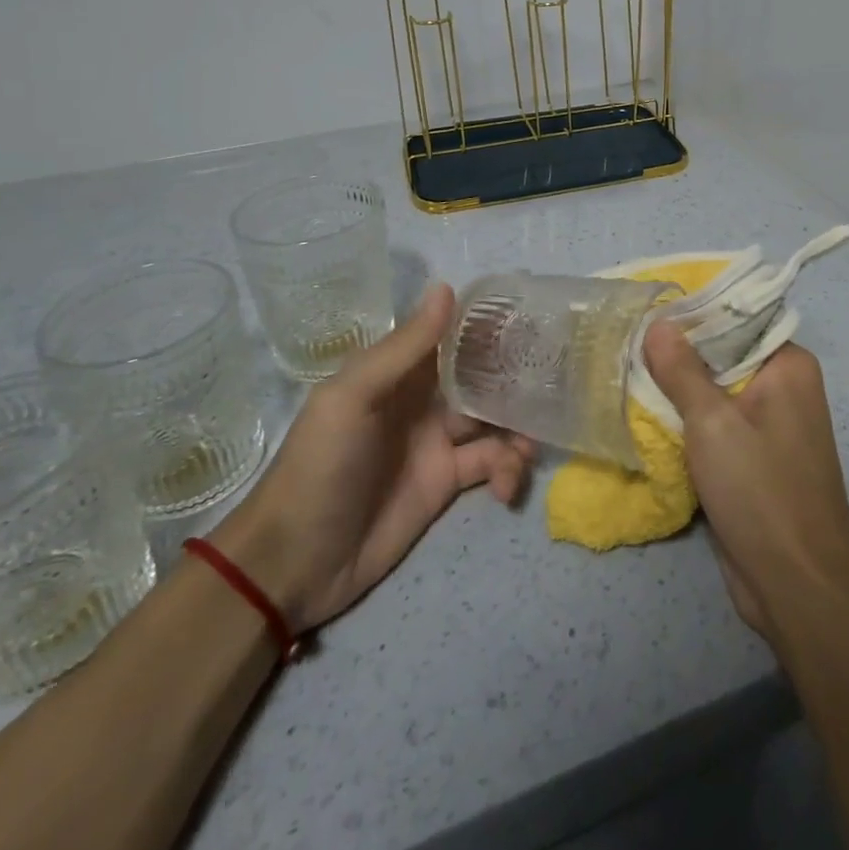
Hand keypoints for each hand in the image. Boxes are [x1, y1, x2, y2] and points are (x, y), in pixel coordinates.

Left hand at [211, 284, 533, 631]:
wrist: (294, 562)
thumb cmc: (320, 465)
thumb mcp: (353, 397)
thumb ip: (404, 348)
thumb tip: (447, 288)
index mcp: (398, 371)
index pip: (450, 336)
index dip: (487, 326)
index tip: (531, 318)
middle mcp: (422, 399)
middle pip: (480, 375)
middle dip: (514, 376)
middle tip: (554, 380)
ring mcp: (437, 442)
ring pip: (494, 420)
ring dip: (518, 427)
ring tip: (528, 447)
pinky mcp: (447, 483)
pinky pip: (491, 465)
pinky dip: (508, 470)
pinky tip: (508, 486)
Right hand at [642, 324, 848, 646]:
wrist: (796, 585)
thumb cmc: (760, 490)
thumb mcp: (713, 422)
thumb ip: (682, 370)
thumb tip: (658, 323)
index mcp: (788, 365)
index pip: (737, 319)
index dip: (692, 313)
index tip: (647, 309)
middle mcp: (784, 387)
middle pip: (723, 355)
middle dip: (678, 353)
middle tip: (627, 339)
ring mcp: (770, 425)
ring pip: (715, 392)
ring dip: (677, 390)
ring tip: (627, 369)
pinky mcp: (754, 459)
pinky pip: (716, 425)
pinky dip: (687, 421)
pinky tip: (647, 413)